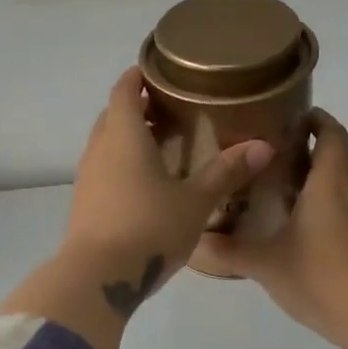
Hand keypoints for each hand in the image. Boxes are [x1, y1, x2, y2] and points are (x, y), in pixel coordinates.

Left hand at [0, 67, 273, 348]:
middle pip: (113, 115)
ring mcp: (86, 178)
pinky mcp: (83, 203)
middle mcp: (99, 150)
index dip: (138, 76)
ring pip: (105, 144)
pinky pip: (102, 169)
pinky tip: (145, 183)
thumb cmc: (149, 228)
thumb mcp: (195, 202)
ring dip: (127, 137)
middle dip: (136, 107)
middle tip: (170, 109)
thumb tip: (264, 146)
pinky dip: (121, 164)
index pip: (124, 90)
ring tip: (162, 145)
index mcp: (124, 136)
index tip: (159, 71)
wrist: (98, 277)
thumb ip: (226, 172)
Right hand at [205, 110, 347, 348]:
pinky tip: (306, 226)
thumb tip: (193, 241)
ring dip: (323, 177)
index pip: (331, 132)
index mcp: (330, 183)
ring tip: (286, 189)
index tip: (288, 119)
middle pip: (340, 154)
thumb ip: (227, 249)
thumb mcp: (264, 264)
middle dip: (314, 147)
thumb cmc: (318, 277)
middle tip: (276, 155)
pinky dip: (332, 203)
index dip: (315, 119)